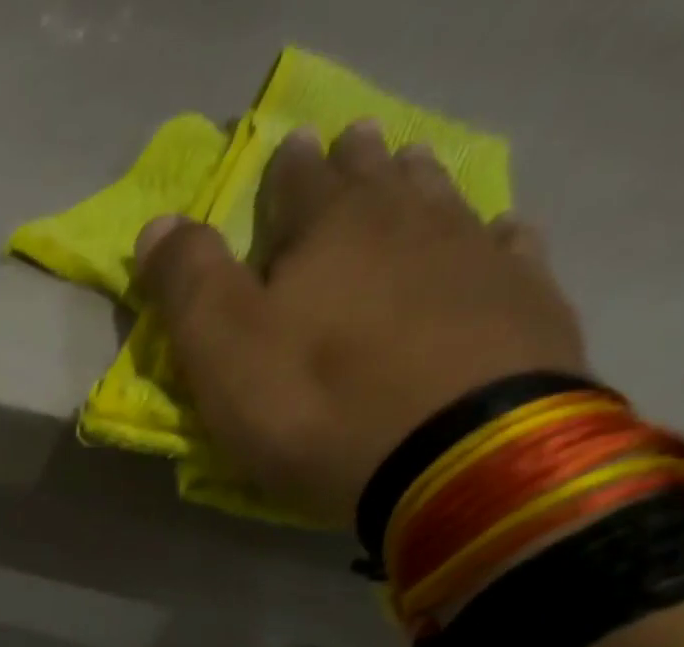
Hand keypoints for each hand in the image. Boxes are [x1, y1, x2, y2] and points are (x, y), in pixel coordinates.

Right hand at [135, 119, 587, 529]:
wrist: (454, 456)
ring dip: (419, 188)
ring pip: (443, 201)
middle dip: (356, 165)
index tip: (285, 152)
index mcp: (329, 227)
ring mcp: (475, 256)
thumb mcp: (221, 350)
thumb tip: (158, 224)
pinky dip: (491, 239)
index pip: (298, 180)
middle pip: (376, 178)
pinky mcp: (525, 302)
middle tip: (350, 152)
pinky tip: (493, 240)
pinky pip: (507, 249)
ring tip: (408, 181)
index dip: (284, 170)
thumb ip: (186, 283)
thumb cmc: (315, 405)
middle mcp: (408, 221)